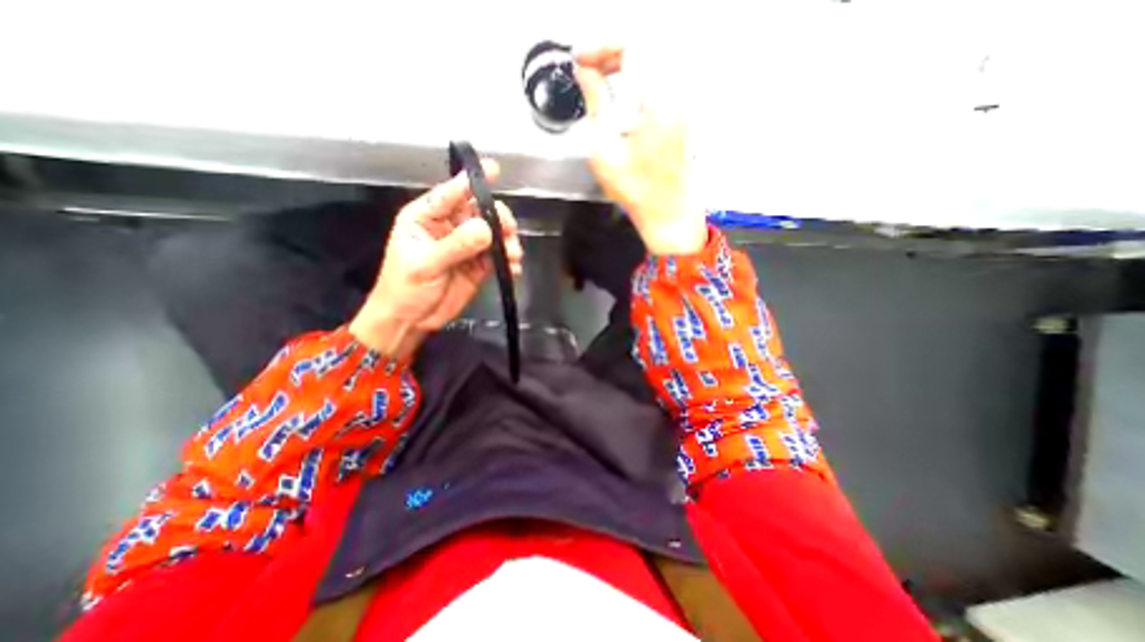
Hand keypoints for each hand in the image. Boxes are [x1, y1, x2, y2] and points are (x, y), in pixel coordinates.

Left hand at [352, 157, 524, 359]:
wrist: (411, 321)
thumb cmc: (405, 288)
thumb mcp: (426, 264)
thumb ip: (456, 245)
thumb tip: (486, 228)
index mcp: (427, 217)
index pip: (451, 193)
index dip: (472, 182)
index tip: (496, 170)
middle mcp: (449, 227)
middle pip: (480, 212)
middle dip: (498, 218)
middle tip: (509, 232)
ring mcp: (466, 246)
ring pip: (493, 233)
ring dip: (507, 241)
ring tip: (513, 255)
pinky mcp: (479, 265)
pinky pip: (498, 256)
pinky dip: (509, 260)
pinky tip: (513, 268)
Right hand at [571, 45, 708, 255]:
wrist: (667, 212)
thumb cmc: (637, 191)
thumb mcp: (604, 150)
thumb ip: (594, 104)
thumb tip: (585, 74)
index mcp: (656, 103)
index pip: (630, 47)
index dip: (601, 48)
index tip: (581, 60)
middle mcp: (675, 96)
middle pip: (645, 47)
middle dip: (612, 51)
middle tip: (590, 67)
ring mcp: (682, 104)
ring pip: (655, 60)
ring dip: (627, 62)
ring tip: (603, 78)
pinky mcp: (682, 113)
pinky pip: (662, 78)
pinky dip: (640, 76)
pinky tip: (624, 92)